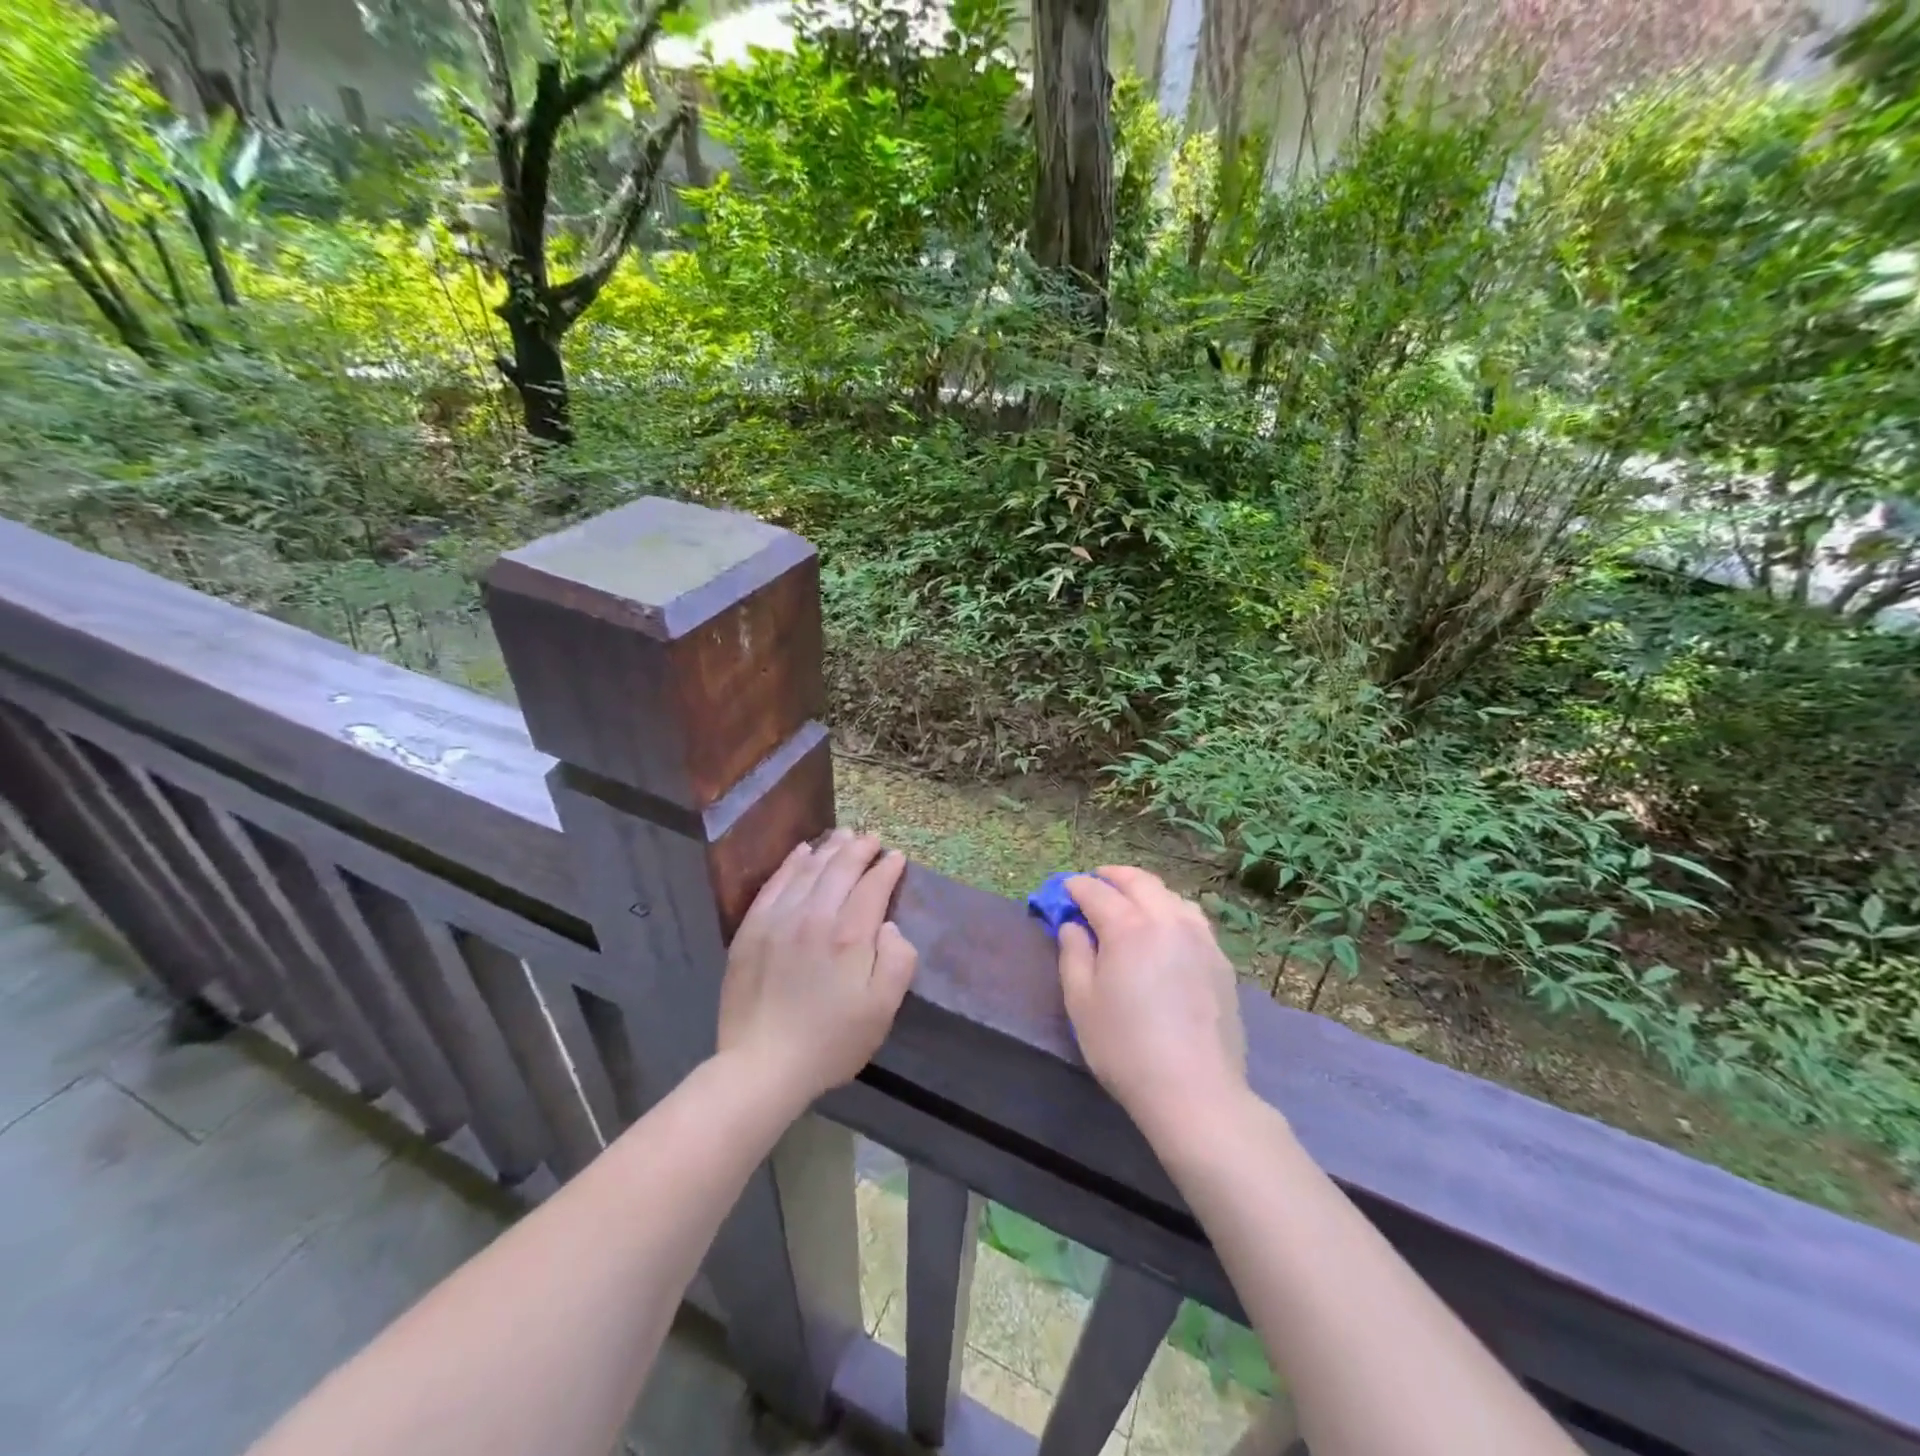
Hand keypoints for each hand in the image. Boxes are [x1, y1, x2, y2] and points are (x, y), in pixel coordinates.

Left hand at [718, 830, 917, 1105]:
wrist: (763, 1065)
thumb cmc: (831, 1041)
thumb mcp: (882, 1010)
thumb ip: (897, 961)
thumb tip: (888, 926)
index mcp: (850, 935)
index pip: (872, 886)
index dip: (887, 868)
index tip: (897, 857)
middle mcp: (814, 916)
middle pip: (840, 869)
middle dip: (860, 849)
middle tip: (872, 838)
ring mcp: (779, 919)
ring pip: (808, 870)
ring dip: (829, 849)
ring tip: (844, 835)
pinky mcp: (752, 929)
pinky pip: (775, 883)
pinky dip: (792, 863)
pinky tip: (802, 852)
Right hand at [1059, 866, 1248, 1142]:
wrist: (1194, 1090)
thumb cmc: (1125, 1048)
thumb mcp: (1081, 1002)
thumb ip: (1073, 954)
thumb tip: (1073, 926)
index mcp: (1129, 927)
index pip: (1096, 892)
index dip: (1076, 887)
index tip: (1063, 890)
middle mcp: (1167, 920)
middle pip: (1139, 882)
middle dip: (1112, 876)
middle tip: (1095, 882)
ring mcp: (1200, 938)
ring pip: (1170, 896)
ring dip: (1145, 891)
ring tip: (1130, 902)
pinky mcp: (1220, 961)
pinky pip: (1192, 920)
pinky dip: (1171, 911)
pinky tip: (1164, 930)